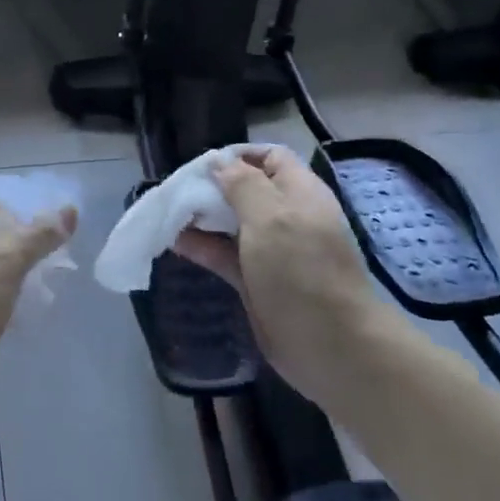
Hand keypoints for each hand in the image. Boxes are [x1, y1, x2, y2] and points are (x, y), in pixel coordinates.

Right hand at [173, 147, 397, 410]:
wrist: (331, 345)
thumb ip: (242, 184)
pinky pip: (224, 254)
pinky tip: (174, 242)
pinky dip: (201, 247)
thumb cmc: (301, 270)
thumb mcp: (271, 217)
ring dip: (202, 216)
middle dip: (212, 186)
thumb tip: (219, 162)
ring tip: (167, 213)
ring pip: (231, 223)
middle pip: (245, 189)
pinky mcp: (257, 280)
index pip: (270, 157)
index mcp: (299, 192)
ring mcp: (272, 250)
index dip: (237, 155)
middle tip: (176, 190)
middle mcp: (286, 216)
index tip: (202, 165)